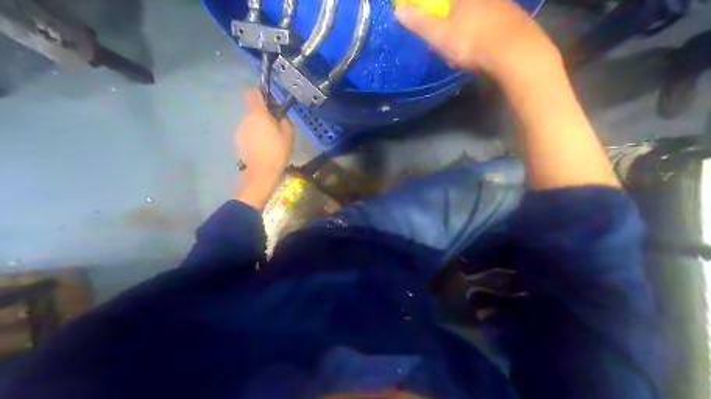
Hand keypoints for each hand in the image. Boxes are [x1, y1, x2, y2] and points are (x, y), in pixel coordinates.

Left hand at [235, 88, 291, 209]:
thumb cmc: (277, 150)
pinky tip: (263, 148)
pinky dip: (254, 137)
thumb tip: (279, 116)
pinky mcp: (238, 142)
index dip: (262, 94)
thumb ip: (284, 119)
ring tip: (270, 140)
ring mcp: (239, 131)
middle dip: (263, 114)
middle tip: (276, 126)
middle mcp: (245, 119)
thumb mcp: (289, 133)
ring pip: (250, 123)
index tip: (271, 103)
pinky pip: (247, 134)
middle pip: (253, 110)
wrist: (262, 173)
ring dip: (259, 127)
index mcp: (257, 113)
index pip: (253, 92)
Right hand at [395, 0, 560, 83]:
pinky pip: (492, 28)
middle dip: (451, 29)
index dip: (434, 17)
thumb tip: (398, 9)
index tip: (433, 35)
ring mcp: (504, 7)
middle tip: (447, 48)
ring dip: (467, 36)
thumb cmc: (472, 42)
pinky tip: (482, 57)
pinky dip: (483, 40)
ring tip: (462, 58)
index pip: (444, 3)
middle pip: (461, 10)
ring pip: (478, 20)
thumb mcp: (440, 35)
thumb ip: (419, 23)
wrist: (517, 55)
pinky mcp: (517, 22)